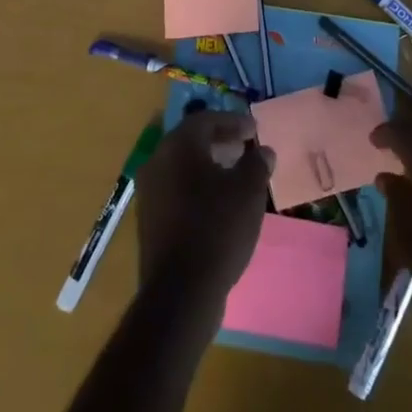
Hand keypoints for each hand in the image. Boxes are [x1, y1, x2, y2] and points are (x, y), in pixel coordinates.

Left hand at [134, 109, 274, 308]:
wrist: (181, 291)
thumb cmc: (217, 228)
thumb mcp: (248, 191)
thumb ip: (257, 163)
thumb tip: (262, 150)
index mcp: (178, 146)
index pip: (205, 120)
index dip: (232, 122)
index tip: (254, 130)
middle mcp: (157, 161)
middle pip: (191, 141)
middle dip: (220, 141)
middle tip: (245, 147)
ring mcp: (149, 192)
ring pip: (182, 167)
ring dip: (209, 165)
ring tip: (236, 176)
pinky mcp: (149, 220)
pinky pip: (176, 190)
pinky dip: (198, 187)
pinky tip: (218, 204)